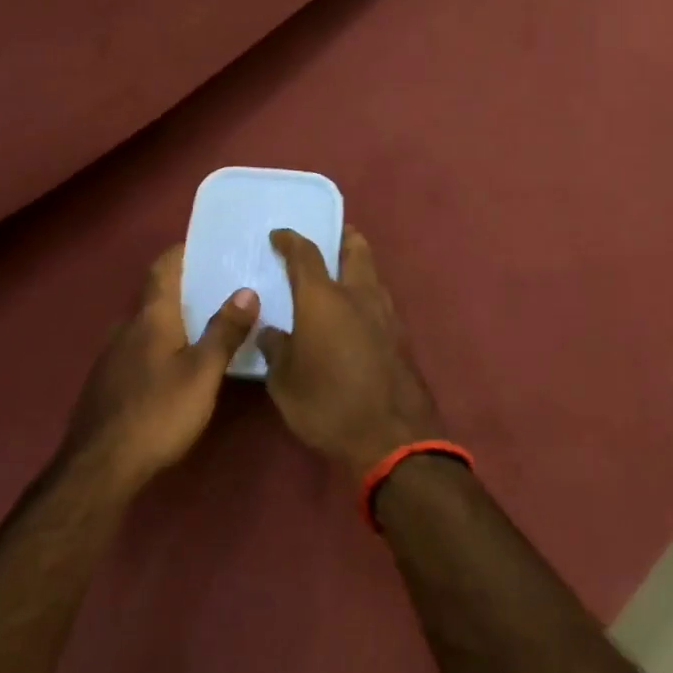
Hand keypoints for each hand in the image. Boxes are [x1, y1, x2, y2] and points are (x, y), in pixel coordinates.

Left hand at [58, 245, 258, 489]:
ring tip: (201, 325)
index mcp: (150, 318)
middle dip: (182, 288)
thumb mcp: (203, 373)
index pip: (162, 269)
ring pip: (144, 325)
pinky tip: (173, 365)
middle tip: (217, 288)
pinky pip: (136, 349)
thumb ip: (224, 331)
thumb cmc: (158, 413)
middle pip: (154, 296)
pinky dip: (158, 344)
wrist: (100, 465)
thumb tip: (247, 290)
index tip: (204, 246)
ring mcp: (111, 356)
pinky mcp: (106, 382)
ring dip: (170, 319)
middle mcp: (126, 328)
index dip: (180, 253)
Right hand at [259, 228, 445, 479]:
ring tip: (338, 276)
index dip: (290, 240)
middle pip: (355, 248)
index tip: (278, 235)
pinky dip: (366, 294)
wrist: (392, 437)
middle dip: (340, 237)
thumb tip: (271, 332)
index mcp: (323, 299)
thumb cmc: (328, 405)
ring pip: (373, 273)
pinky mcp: (401, 336)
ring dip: (357, 265)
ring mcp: (386, 314)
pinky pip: (380, 300)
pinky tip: (354, 313)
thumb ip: (276, 349)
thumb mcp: (285, 382)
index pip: (305, 254)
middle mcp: (358, 295)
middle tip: (325, 239)